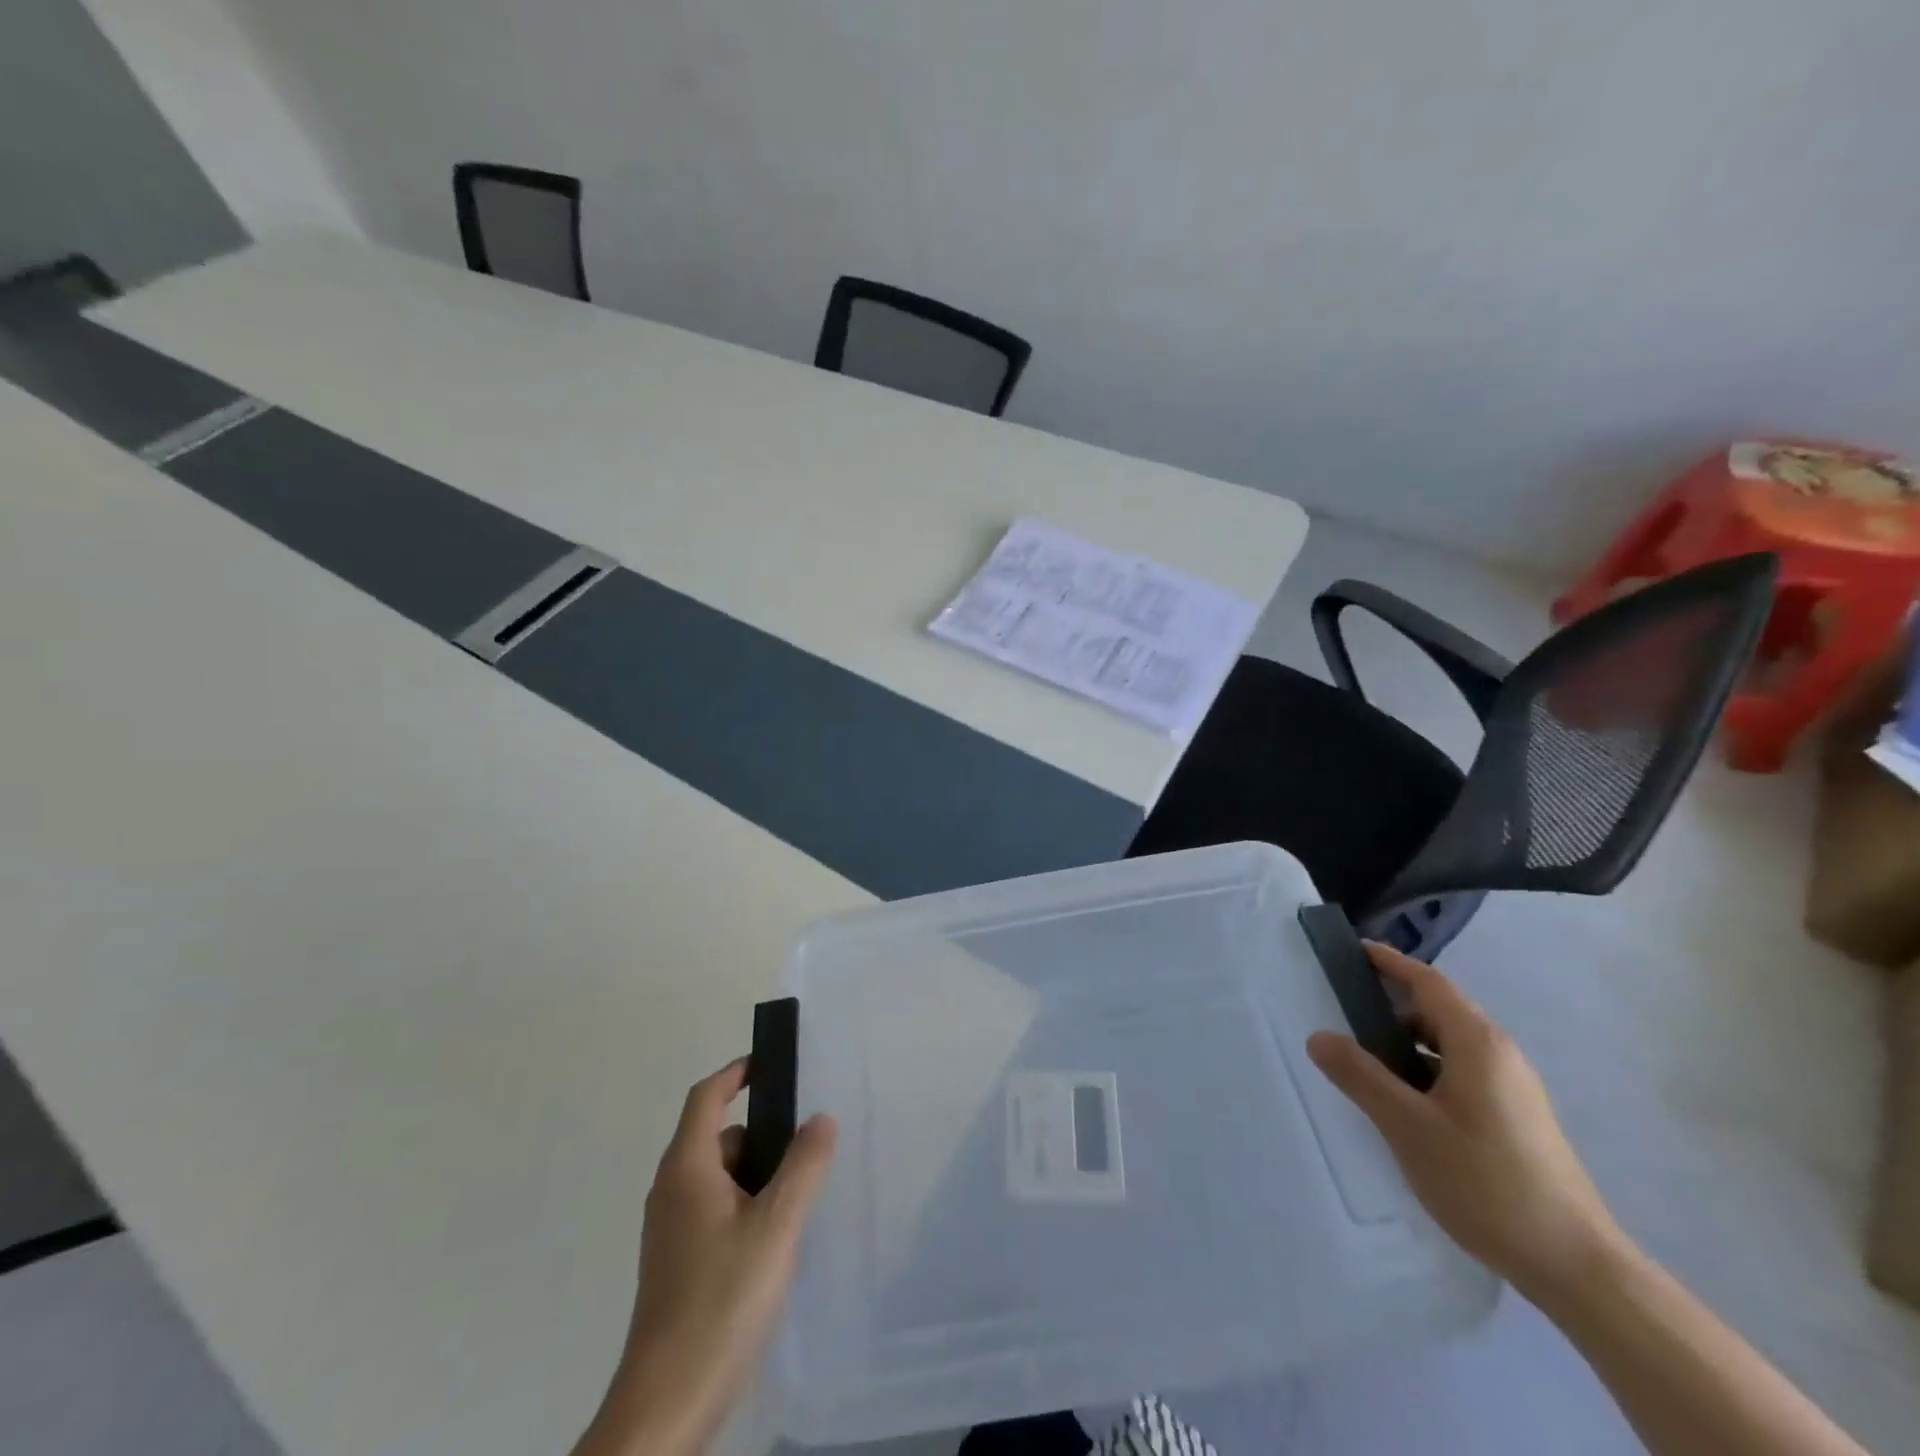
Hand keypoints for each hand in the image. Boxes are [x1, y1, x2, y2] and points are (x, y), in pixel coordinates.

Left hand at [573, 1060, 836, 1455]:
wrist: (667, 1406)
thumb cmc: (722, 1300)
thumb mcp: (777, 1226)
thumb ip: (804, 1166)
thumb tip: (820, 1118)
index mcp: (687, 1168)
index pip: (706, 1097)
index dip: (736, 1073)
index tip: (771, 1064)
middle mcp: (671, 1191)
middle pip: (716, 1137)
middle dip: (761, 1132)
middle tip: (807, 1143)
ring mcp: (670, 1231)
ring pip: (718, 1179)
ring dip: (756, 1174)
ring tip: (801, 1194)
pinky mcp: (677, 1265)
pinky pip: (714, 1211)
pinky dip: (745, 1205)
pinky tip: (776, 1240)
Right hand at [1306, 944, 1620, 1297]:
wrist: (1576, 1266)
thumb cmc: (1486, 1181)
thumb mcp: (1408, 1126)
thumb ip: (1360, 1076)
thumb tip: (1318, 1036)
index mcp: (1477, 1043)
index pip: (1428, 983)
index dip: (1390, 963)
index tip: (1353, 951)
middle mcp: (1500, 1055)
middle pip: (1438, 1012)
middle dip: (1391, 1007)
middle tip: (1342, 1014)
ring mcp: (1513, 1089)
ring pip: (1449, 1047)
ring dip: (1406, 1045)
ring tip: (1364, 1064)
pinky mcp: (1517, 1119)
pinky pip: (1461, 1074)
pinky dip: (1425, 1072)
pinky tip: (1404, 1106)